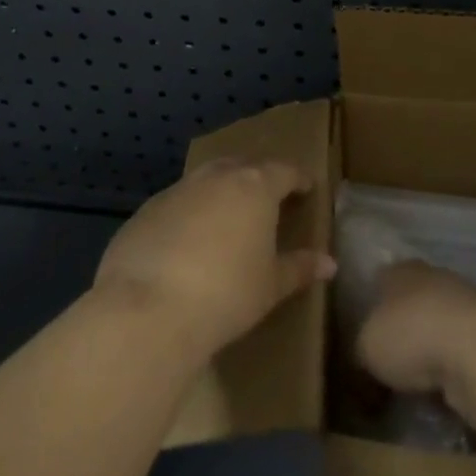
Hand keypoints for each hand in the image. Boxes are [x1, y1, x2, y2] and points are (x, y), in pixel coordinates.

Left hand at [95, 158, 335, 359]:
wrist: (148, 309)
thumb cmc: (226, 294)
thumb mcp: (270, 286)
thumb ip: (299, 268)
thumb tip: (329, 263)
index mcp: (256, 186)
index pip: (285, 170)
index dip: (298, 179)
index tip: (306, 188)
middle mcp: (217, 176)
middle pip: (244, 166)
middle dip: (258, 178)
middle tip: (268, 199)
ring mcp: (179, 189)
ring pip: (207, 180)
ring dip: (221, 192)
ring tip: (228, 218)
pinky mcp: (146, 209)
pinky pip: (177, 203)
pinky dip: (189, 213)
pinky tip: (187, 242)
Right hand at [353, 261, 475, 411]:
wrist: (474, 349)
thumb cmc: (410, 335)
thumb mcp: (366, 347)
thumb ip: (362, 348)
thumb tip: (364, 358)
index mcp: (399, 270)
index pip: (380, 281)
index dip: (372, 306)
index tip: (365, 333)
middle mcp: (431, 277)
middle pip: (411, 302)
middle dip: (403, 330)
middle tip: (389, 362)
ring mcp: (463, 303)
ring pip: (438, 327)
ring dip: (430, 350)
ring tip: (415, 384)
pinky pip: (459, 352)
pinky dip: (451, 369)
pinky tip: (442, 391)